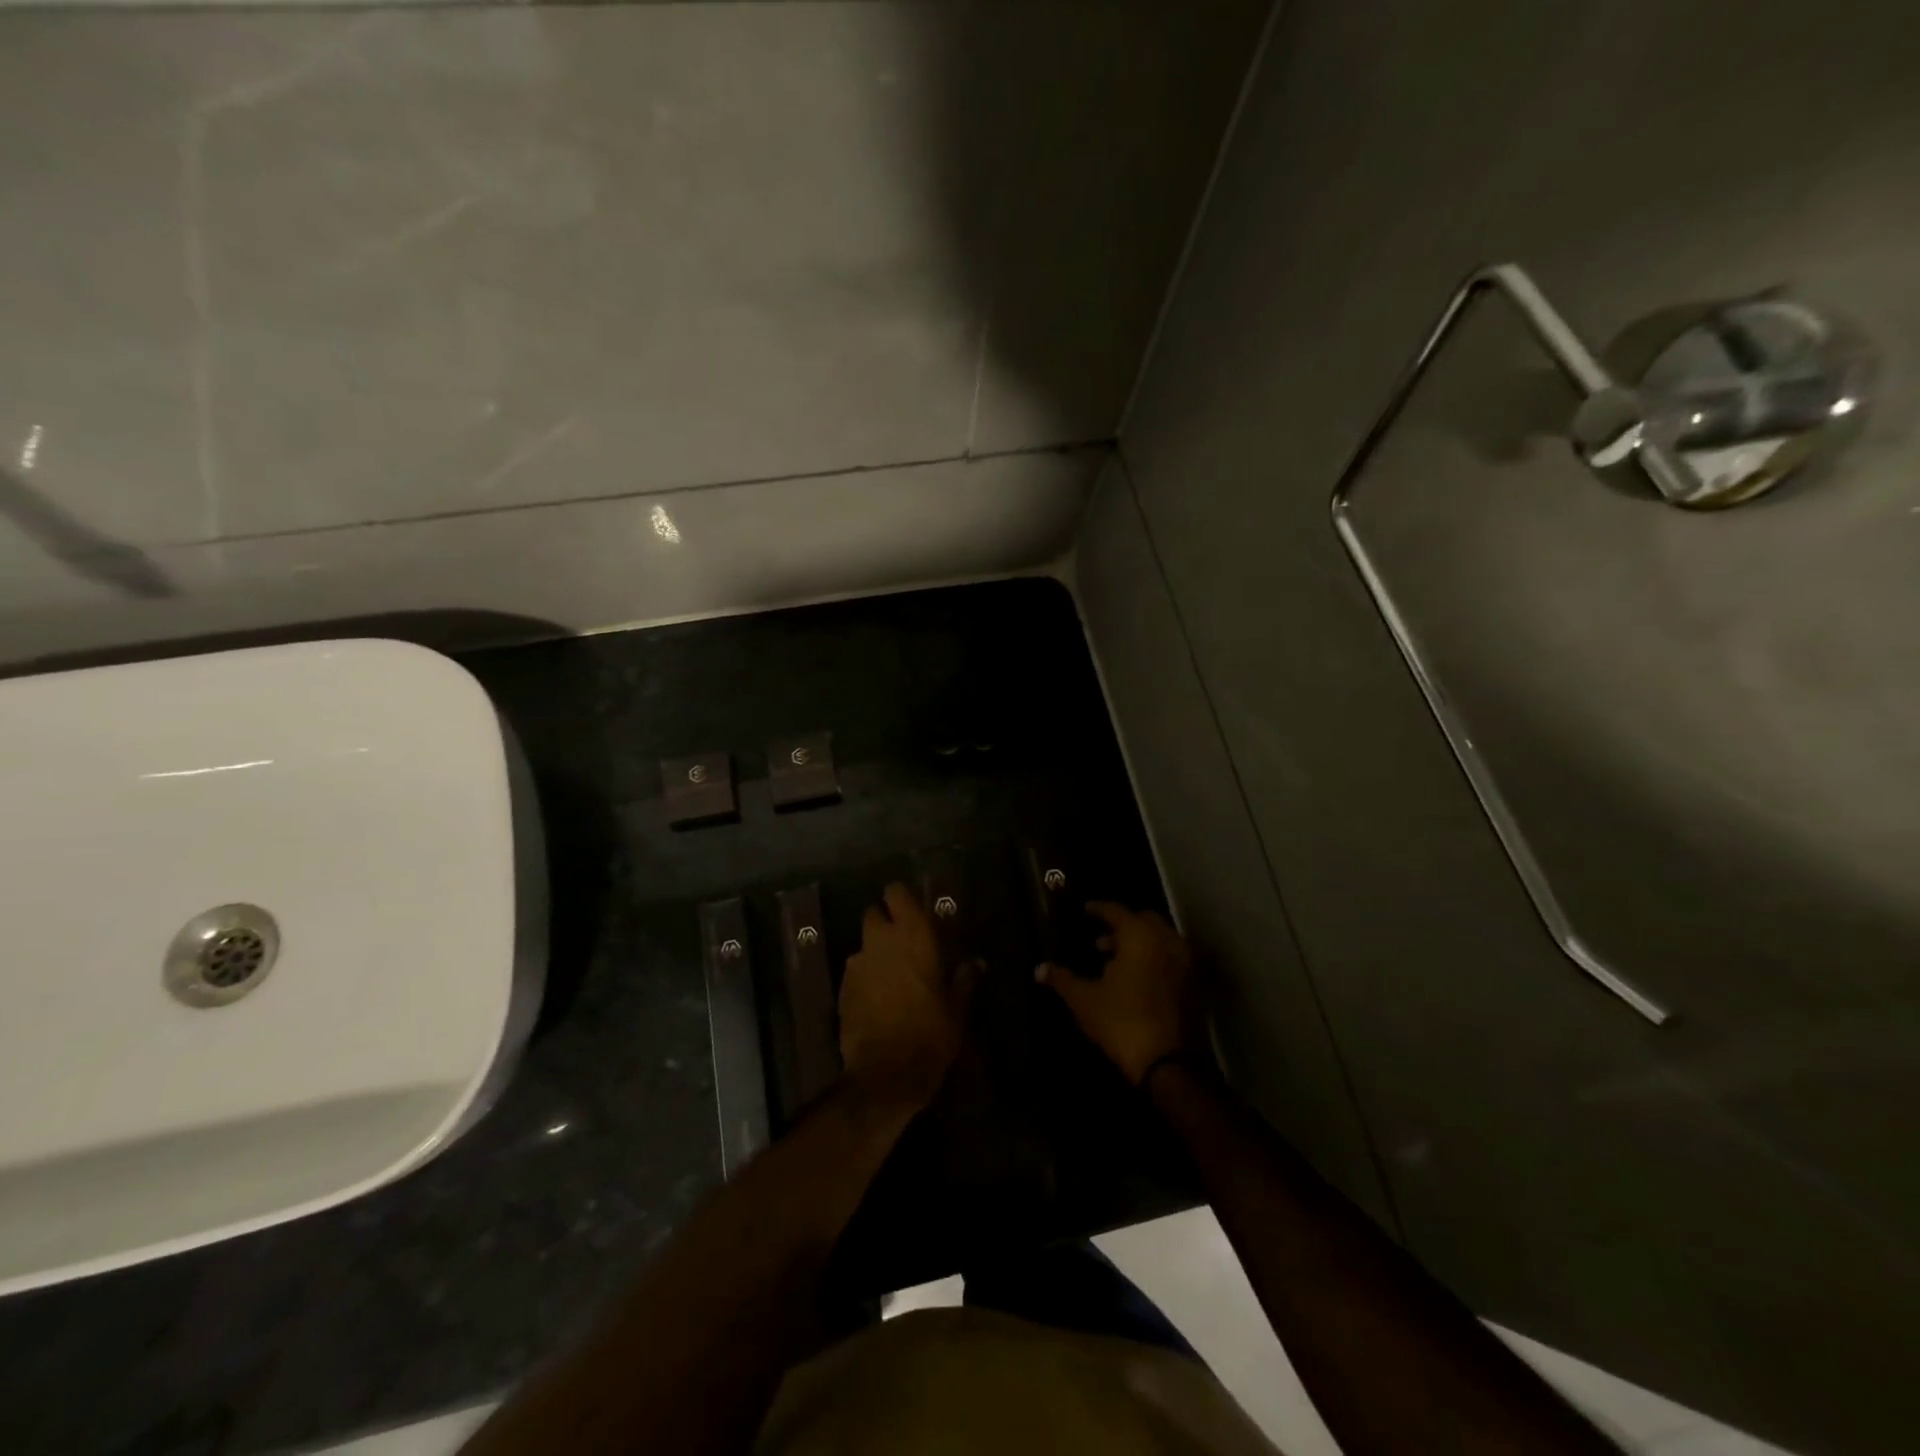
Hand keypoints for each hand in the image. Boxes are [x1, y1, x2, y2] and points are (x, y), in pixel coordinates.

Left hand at [838, 884, 974, 1109]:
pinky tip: (877, 1000)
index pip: (896, 893)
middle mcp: (880, 941)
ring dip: (875, 953)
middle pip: (873, 914)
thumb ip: (965, 978)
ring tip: (892, 977)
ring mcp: (857, 964)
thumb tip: (977, 962)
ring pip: (863, 945)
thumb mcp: (957, 1007)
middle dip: (884, 924)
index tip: (912, 911)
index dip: (901, 899)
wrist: (887, 1073)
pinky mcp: (842, 988)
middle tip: (903, 944)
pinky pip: (855, 972)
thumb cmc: (931, 1032)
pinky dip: (865, 978)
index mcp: (913, 935)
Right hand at [1039, 902, 1199, 1084]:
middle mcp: (1166, 941)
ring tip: (1114, 960)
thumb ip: (1062, 979)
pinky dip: (1154, 959)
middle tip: (1100, 938)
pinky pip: (1171, 959)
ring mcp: (1184, 963)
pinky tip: (1135, 978)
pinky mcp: (1193, 985)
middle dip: (1122, 925)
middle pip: (1143, 920)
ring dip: (1139, 943)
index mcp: (1139, 936)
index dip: (1098, 909)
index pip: (1116, 911)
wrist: (1165, 1063)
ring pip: (1160, 940)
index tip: (1085, 910)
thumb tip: (1039, 969)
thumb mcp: (1083, 999)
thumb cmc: (1120, 1021)